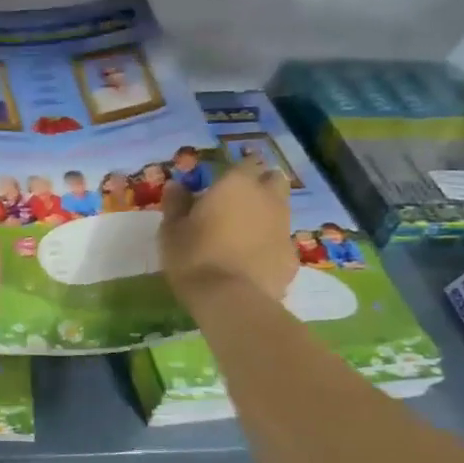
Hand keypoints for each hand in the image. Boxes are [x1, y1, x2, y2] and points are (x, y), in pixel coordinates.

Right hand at [160, 159, 297, 307]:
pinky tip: (253, 263)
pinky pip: (281, 243)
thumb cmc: (194, 257)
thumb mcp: (171, 230)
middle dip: (261, 186)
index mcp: (237, 185)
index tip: (222, 184)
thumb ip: (176, 204)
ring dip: (267, 216)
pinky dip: (270, 247)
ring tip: (244, 236)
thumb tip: (176, 185)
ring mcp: (284, 228)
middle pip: (274, 180)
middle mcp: (267, 199)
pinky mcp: (292, 257)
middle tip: (239, 204)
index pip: (248, 162)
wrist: (231, 300)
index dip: (237, 171)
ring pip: (281, 211)